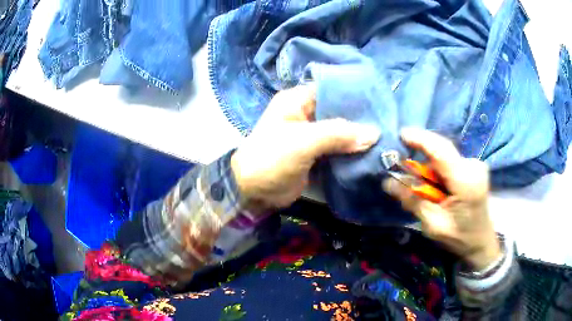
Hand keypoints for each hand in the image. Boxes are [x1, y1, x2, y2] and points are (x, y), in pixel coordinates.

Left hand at [231, 85, 380, 209]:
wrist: (253, 192)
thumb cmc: (271, 159)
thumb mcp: (303, 142)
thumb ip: (338, 134)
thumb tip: (374, 134)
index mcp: (297, 100)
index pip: (332, 89)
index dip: (355, 95)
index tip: (381, 102)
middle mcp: (306, 113)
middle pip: (339, 111)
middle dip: (361, 119)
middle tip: (388, 123)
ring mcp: (311, 135)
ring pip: (341, 132)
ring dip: (358, 137)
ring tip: (385, 138)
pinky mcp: (316, 154)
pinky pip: (338, 149)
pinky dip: (351, 152)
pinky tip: (372, 153)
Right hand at [383, 128, 500, 270]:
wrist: (481, 241)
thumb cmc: (459, 237)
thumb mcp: (433, 224)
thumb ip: (413, 201)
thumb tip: (388, 182)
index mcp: (466, 182)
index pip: (442, 151)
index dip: (421, 139)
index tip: (400, 135)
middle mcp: (473, 166)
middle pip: (441, 152)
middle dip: (422, 159)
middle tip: (406, 174)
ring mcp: (476, 165)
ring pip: (444, 156)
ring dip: (430, 168)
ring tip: (426, 190)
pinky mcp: (473, 166)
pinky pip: (450, 161)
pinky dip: (438, 170)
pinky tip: (437, 187)